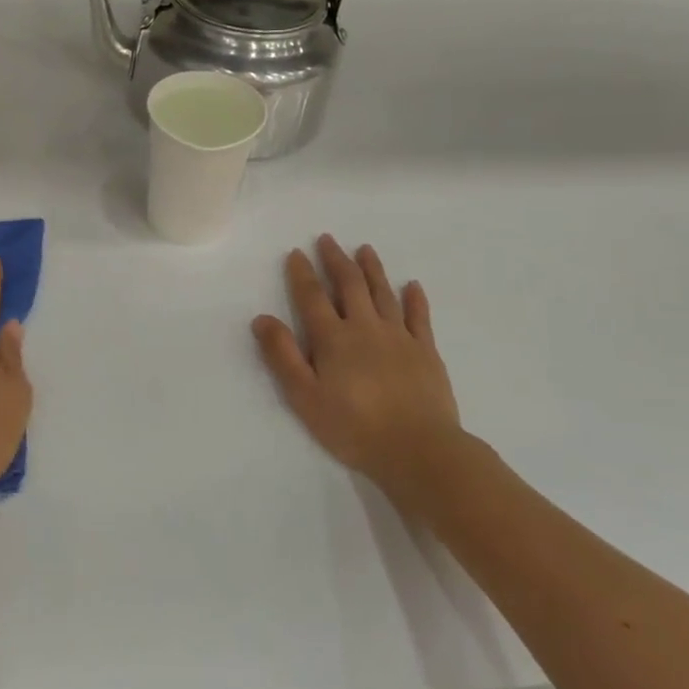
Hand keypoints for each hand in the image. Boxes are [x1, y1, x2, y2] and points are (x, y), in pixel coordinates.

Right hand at [252, 235, 465, 491]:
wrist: (418, 449)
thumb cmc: (353, 427)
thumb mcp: (305, 397)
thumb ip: (283, 356)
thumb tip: (262, 319)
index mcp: (333, 339)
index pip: (312, 297)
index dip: (302, 273)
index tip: (296, 252)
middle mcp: (365, 328)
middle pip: (349, 285)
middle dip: (336, 261)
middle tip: (328, 240)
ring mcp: (399, 337)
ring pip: (383, 293)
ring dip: (372, 269)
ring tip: (365, 249)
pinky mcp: (425, 351)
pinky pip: (419, 317)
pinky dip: (414, 298)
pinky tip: (413, 285)